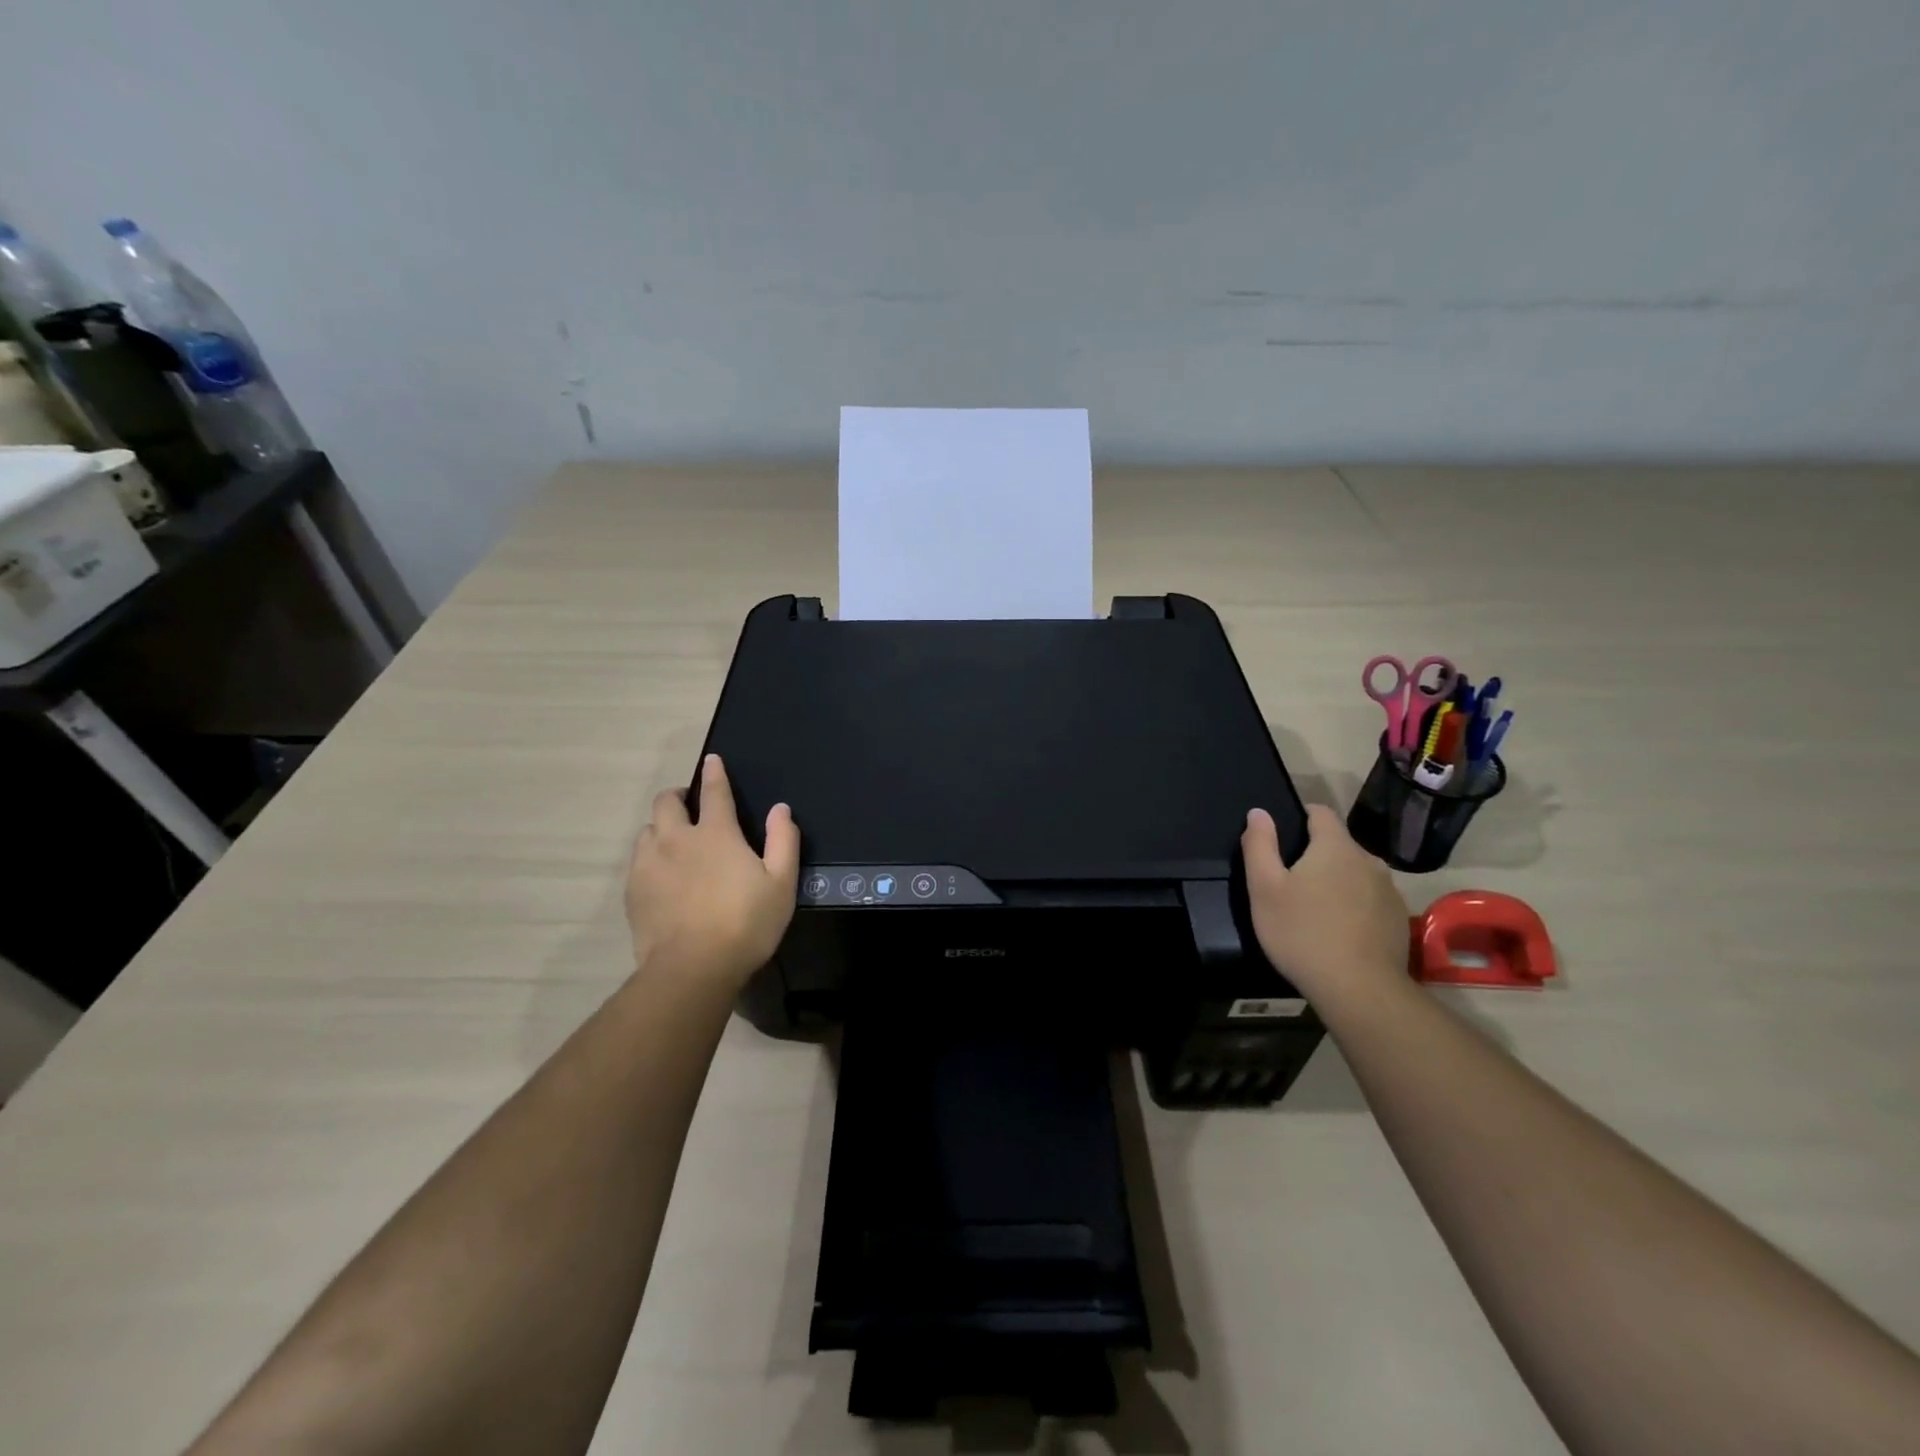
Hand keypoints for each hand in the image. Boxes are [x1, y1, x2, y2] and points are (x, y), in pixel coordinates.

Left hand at [625, 754, 800, 986]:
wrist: (692, 968)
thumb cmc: (746, 924)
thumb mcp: (781, 883)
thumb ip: (783, 841)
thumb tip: (780, 809)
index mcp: (716, 833)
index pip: (715, 791)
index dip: (715, 773)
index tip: (712, 760)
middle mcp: (677, 839)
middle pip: (667, 802)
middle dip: (678, 796)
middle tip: (689, 804)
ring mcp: (649, 864)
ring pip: (647, 830)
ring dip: (661, 827)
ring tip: (674, 841)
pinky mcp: (633, 890)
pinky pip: (637, 860)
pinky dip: (650, 856)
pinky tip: (661, 874)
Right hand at [1241, 803, 1410, 1007]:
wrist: (1360, 990)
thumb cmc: (1302, 932)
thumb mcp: (1264, 888)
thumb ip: (1259, 845)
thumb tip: (1259, 812)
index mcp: (1336, 847)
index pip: (1320, 812)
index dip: (1300, 815)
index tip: (1282, 835)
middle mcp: (1369, 861)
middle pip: (1338, 845)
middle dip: (1316, 854)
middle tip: (1290, 881)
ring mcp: (1388, 891)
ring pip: (1356, 873)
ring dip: (1337, 881)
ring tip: (1314, 908)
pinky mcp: (1398, 920)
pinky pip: (1370, 900)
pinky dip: (1354, 906)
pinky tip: (1338, 931)